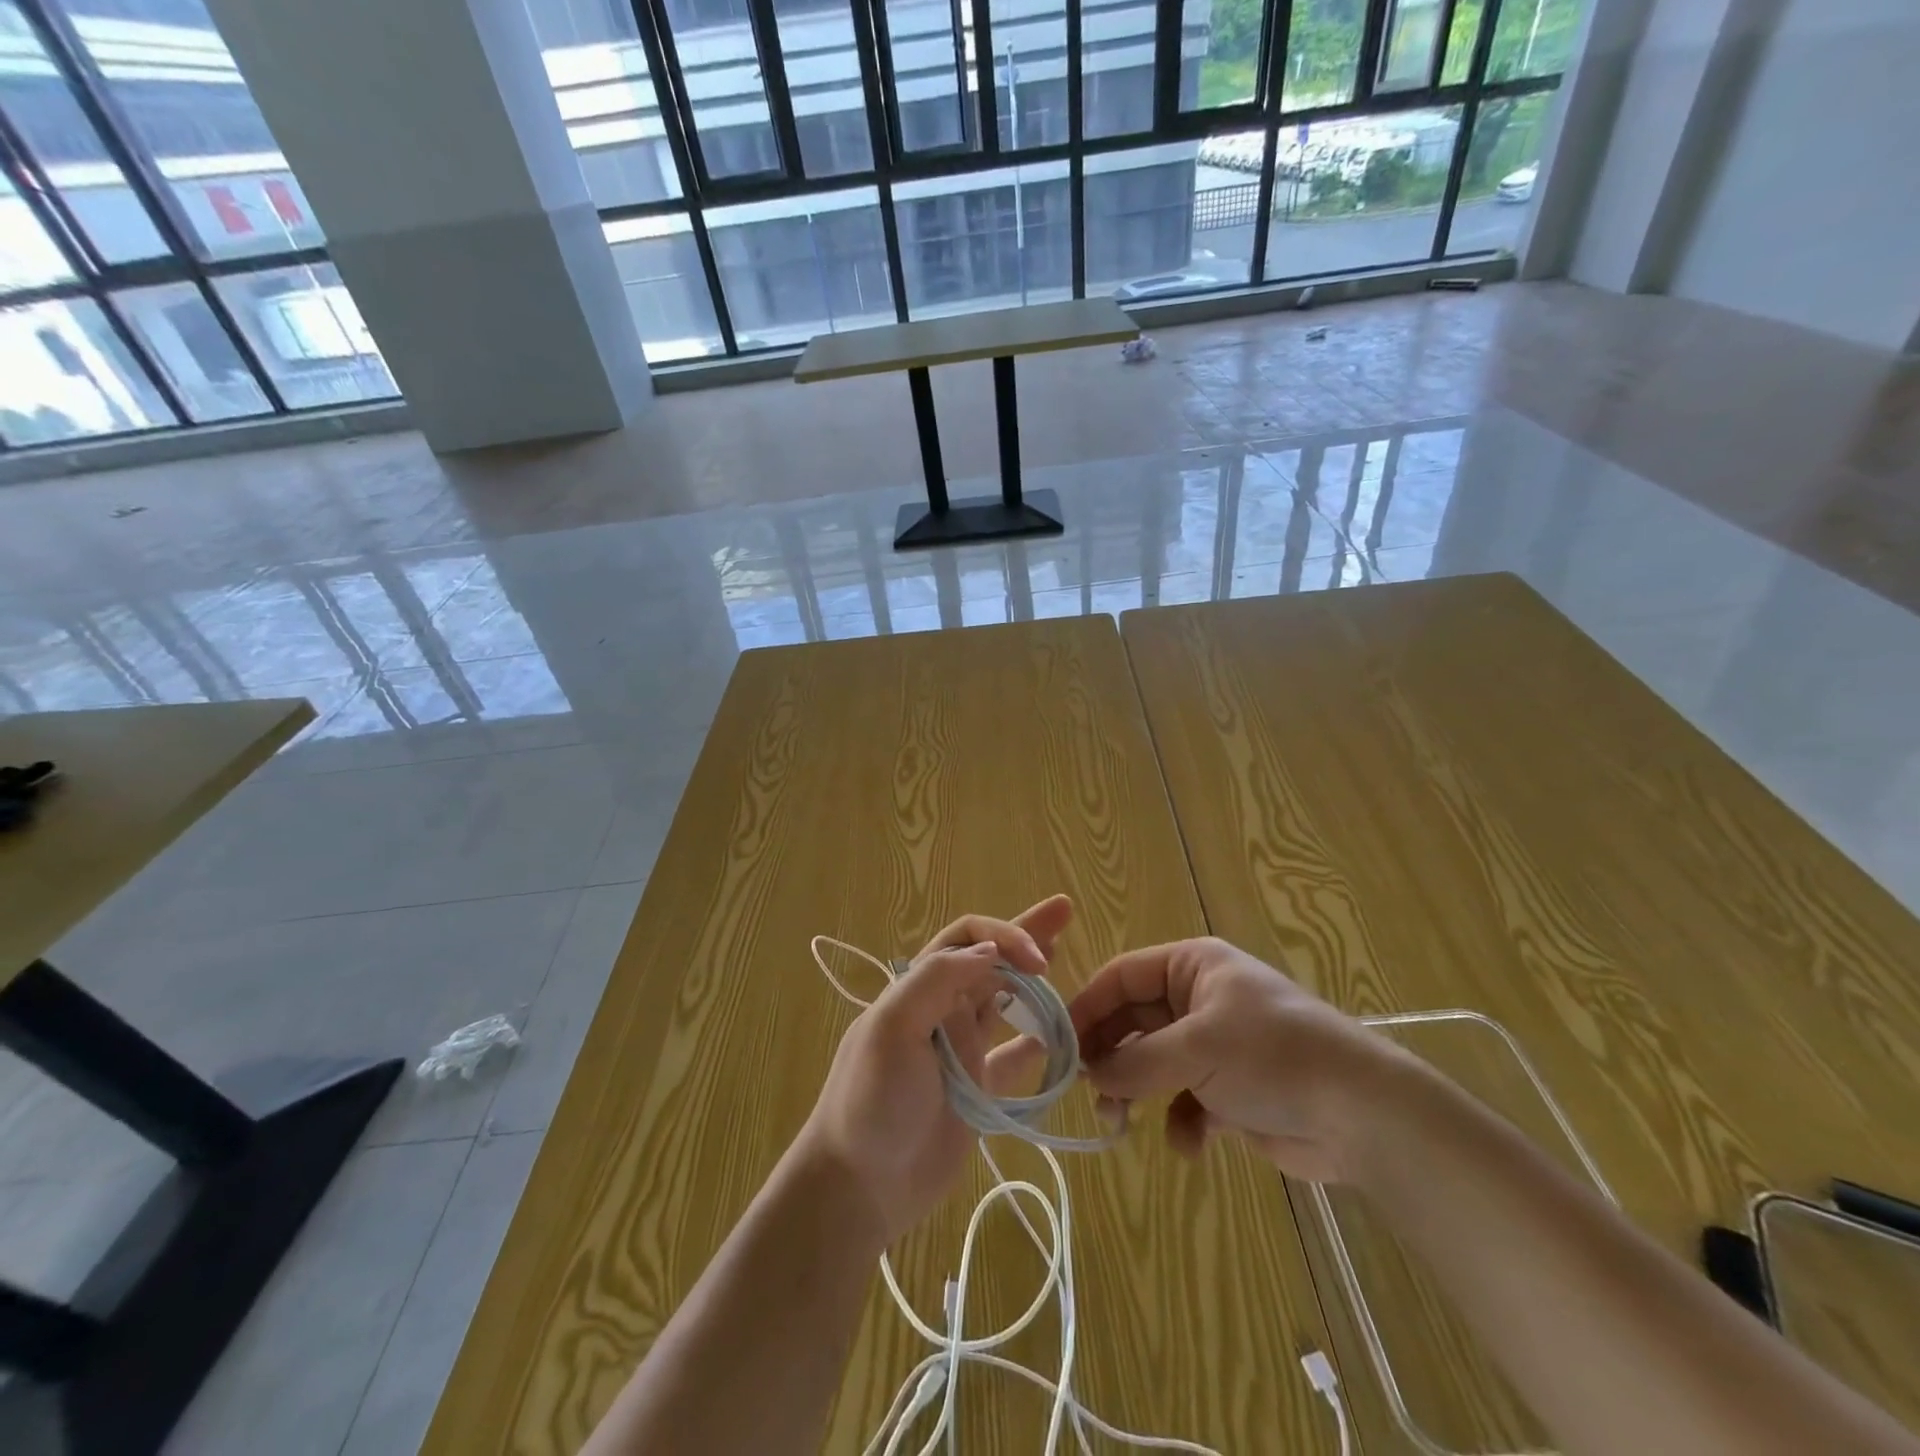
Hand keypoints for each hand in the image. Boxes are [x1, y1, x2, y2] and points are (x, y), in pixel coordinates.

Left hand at [801, 896, 1073, 1241]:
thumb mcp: (892, 1027)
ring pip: (1004, 1000)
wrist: (859, 1185)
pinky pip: (1013, 1058)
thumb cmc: (872, 1099)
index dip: (1005, 937)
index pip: (968, 938)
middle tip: (1064, 912)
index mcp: (919, 987)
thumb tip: (990, 951)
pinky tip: (1060, 1038)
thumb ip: (937, 980)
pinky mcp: (977, 1091)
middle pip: (991, 959)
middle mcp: (942, 1009)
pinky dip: (1035, 1043)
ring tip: (1060, 958)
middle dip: (1024, 934)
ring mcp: (961, 1050)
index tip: (1040, 960)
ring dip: (1031, 979)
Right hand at [1068, 936, 1403, 1181]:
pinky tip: (1192, 1145)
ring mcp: (1215, 1045)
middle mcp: (1198, 999)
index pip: (1121, 977)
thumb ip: (1136, 1062)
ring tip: (1120, 1126)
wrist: (1364, 1115)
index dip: (1087, 1008)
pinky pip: (1185, 1101)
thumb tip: (1091, 1077)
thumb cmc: (1273, 1057)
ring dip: (1135, 1094)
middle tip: (1088, 1093)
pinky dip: (1181, 1123)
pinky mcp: (1230, 1090)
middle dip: (1109, 1058)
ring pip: (1152, 1064)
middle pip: (1132, 1022)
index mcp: (1191, 966)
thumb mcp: (1197, 1048)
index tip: (1058, 1046)